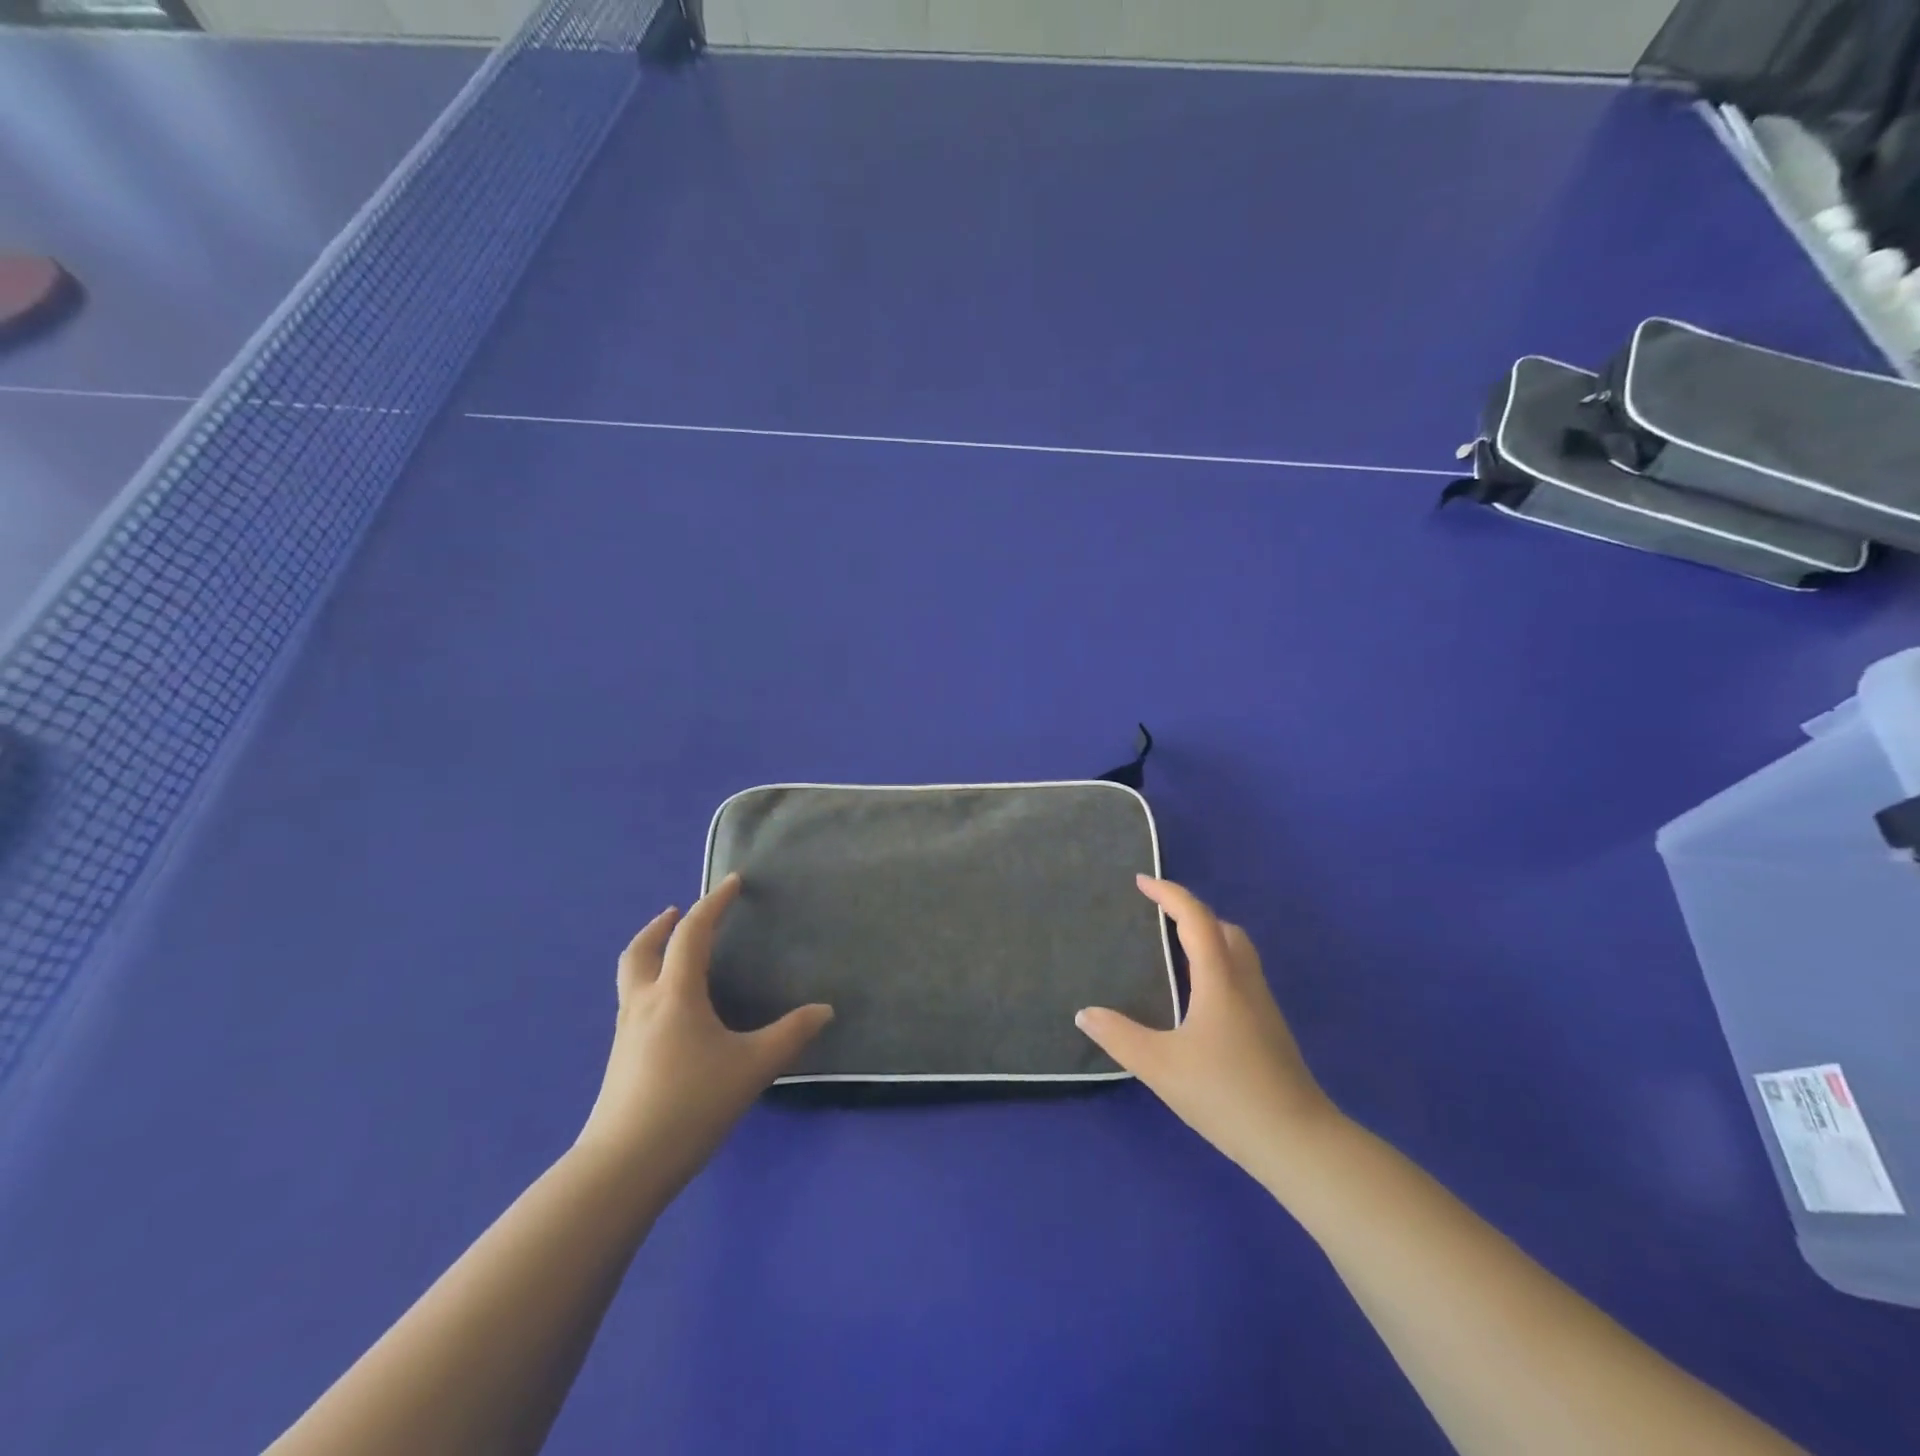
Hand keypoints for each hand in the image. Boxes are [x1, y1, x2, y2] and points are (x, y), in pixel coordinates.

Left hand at [577, 874, 832, 1189]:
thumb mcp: (752, 1068)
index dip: (713, 904)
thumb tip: (825, 1010)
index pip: (692, 934)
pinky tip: (667, 1012)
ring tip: (671, 955)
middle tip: (676, 912)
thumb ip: (791, 1035)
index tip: (731, 883)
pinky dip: (646, 986)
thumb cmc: (691, 1104)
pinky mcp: (619, 1060)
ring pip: (630, 978)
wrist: (623, 1167)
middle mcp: (643, 1004)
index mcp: (675, 994)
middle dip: (660, 926)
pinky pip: (631, 1004)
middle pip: (641, 950)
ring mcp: (625, 1033)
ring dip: (649, 954)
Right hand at [1077, 876, 1340, 1179]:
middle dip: (1192, 914)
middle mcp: (1245, 983)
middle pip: (1224, 929)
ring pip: (1238, 954)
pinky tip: (1199, 1000)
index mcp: (1219, 979)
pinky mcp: (1270, 1031)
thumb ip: (1119, 1036)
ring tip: (1174, 953)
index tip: (1142, 882)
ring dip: (1208, 940)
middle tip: (1159, 918)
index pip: (1196, 918)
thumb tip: (1085, 1013)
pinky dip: (1218, 967)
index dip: (1169, 894)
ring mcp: (1263, 1007)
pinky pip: (1241, 978)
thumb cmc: (1226, 1094)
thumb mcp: (1160, 1066)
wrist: (1297, 1142)